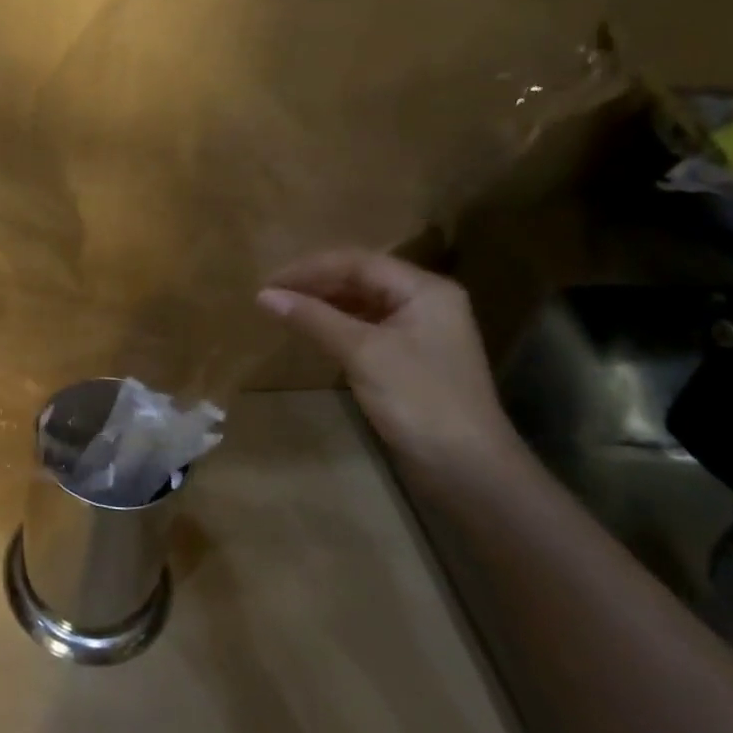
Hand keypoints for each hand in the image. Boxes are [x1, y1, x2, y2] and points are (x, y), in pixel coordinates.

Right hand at [256, 249, 520, 474]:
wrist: (468, 470)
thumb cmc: (419, 400)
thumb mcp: (362, 353)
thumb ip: (313, 318)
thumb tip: (263, 295)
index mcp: (423, 289)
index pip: (357, 262)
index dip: (309, 269)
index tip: (269, 283)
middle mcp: (425, 301)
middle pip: (361, 278)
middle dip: (315, 284)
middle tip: (272, 296)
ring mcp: (421, 331)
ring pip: (362, 303)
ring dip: (323, 305)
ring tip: (285, 312)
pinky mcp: (411, 358)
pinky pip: (367, 328)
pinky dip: (337, 326)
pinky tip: (313, 334)